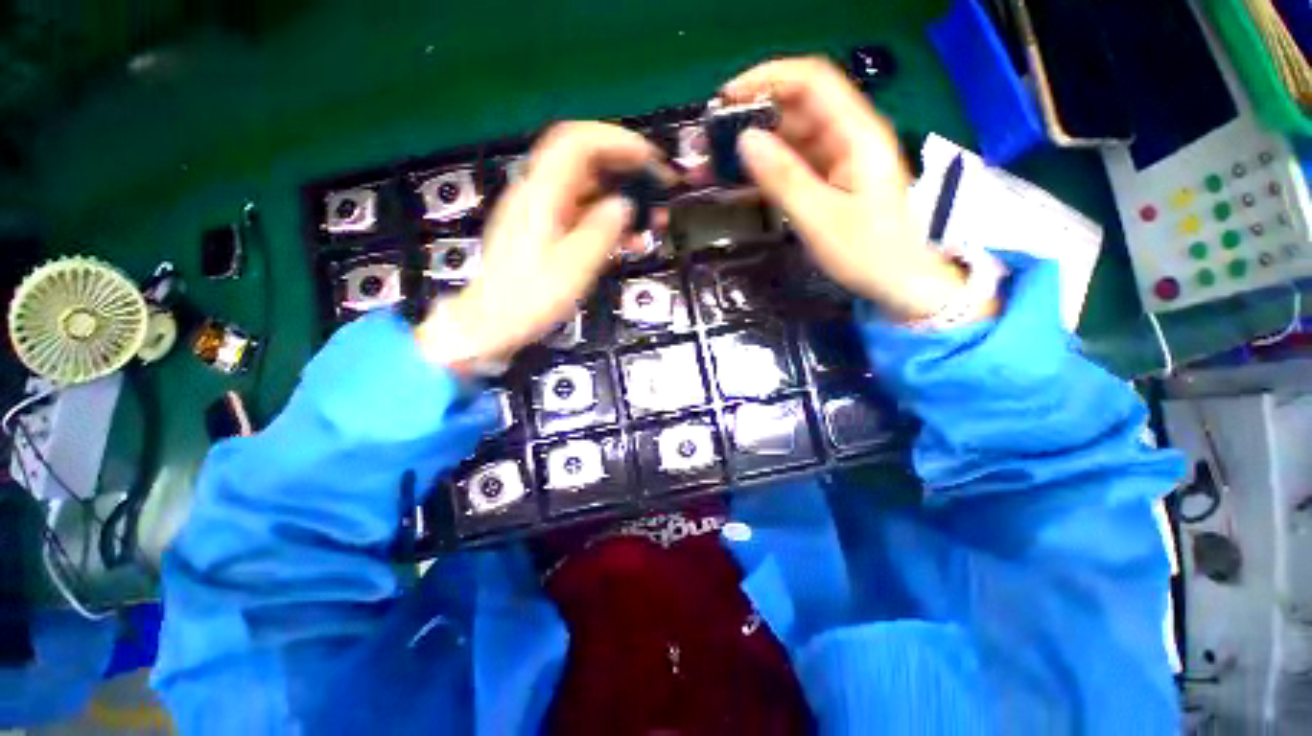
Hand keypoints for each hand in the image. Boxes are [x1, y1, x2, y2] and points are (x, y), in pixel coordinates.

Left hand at [416, 122, 660, 367]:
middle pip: (584, 162)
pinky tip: (626, 240)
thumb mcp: (573, 267)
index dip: (616, 141)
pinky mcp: (546, 231)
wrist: (494, 322)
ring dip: (620, 198)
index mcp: (541, 196)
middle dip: (624, 169)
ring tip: (648, 221)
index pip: (577, 143)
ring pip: (586, 190)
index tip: (648, 158)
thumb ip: (602, 231)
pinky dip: (607, 220)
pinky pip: (581, 214)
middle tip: (655, 188)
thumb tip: (623, 205)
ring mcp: (541, 213)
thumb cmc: (530, 298)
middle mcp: (539, 195)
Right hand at [723, 57, 989, 320]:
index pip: (811, 82)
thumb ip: (783, 178)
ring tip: (720, 163)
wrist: (899, 281)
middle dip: (754, 116)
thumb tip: (745, 140)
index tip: (727, 98)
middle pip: (798, 107)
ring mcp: (840, 157)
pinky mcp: (832, 178)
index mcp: (857, 135)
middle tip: (715, 139)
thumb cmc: (868, 252)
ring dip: (757, 145)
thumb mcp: (820, 218)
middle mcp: (849, 136)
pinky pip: (795, 162)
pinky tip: (743, 181)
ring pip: (793, 136)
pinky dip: (768, 168)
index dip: (768, 79)